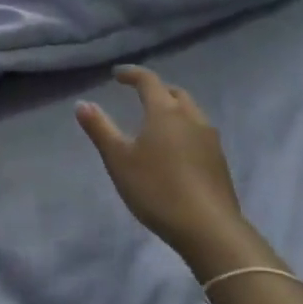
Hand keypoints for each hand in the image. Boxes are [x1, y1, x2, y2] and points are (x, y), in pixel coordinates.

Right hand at [77, 66, 245, 259]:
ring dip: (173, 109)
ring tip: (157, 122)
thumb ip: (100, 128)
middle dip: (156, 90)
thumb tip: (82, 103)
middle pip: (174, 93)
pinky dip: (184, 129)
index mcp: (165, 111)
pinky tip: (176, 149)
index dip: (131, 74)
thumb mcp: (118, 159)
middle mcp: (191, 118)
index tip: (117, 75)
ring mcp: (210, 140)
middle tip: (139, 95)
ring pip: (191, 112)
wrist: (209, 229)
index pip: (148, 81)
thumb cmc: (157, 188)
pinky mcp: (220, 161)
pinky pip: (199, 132)